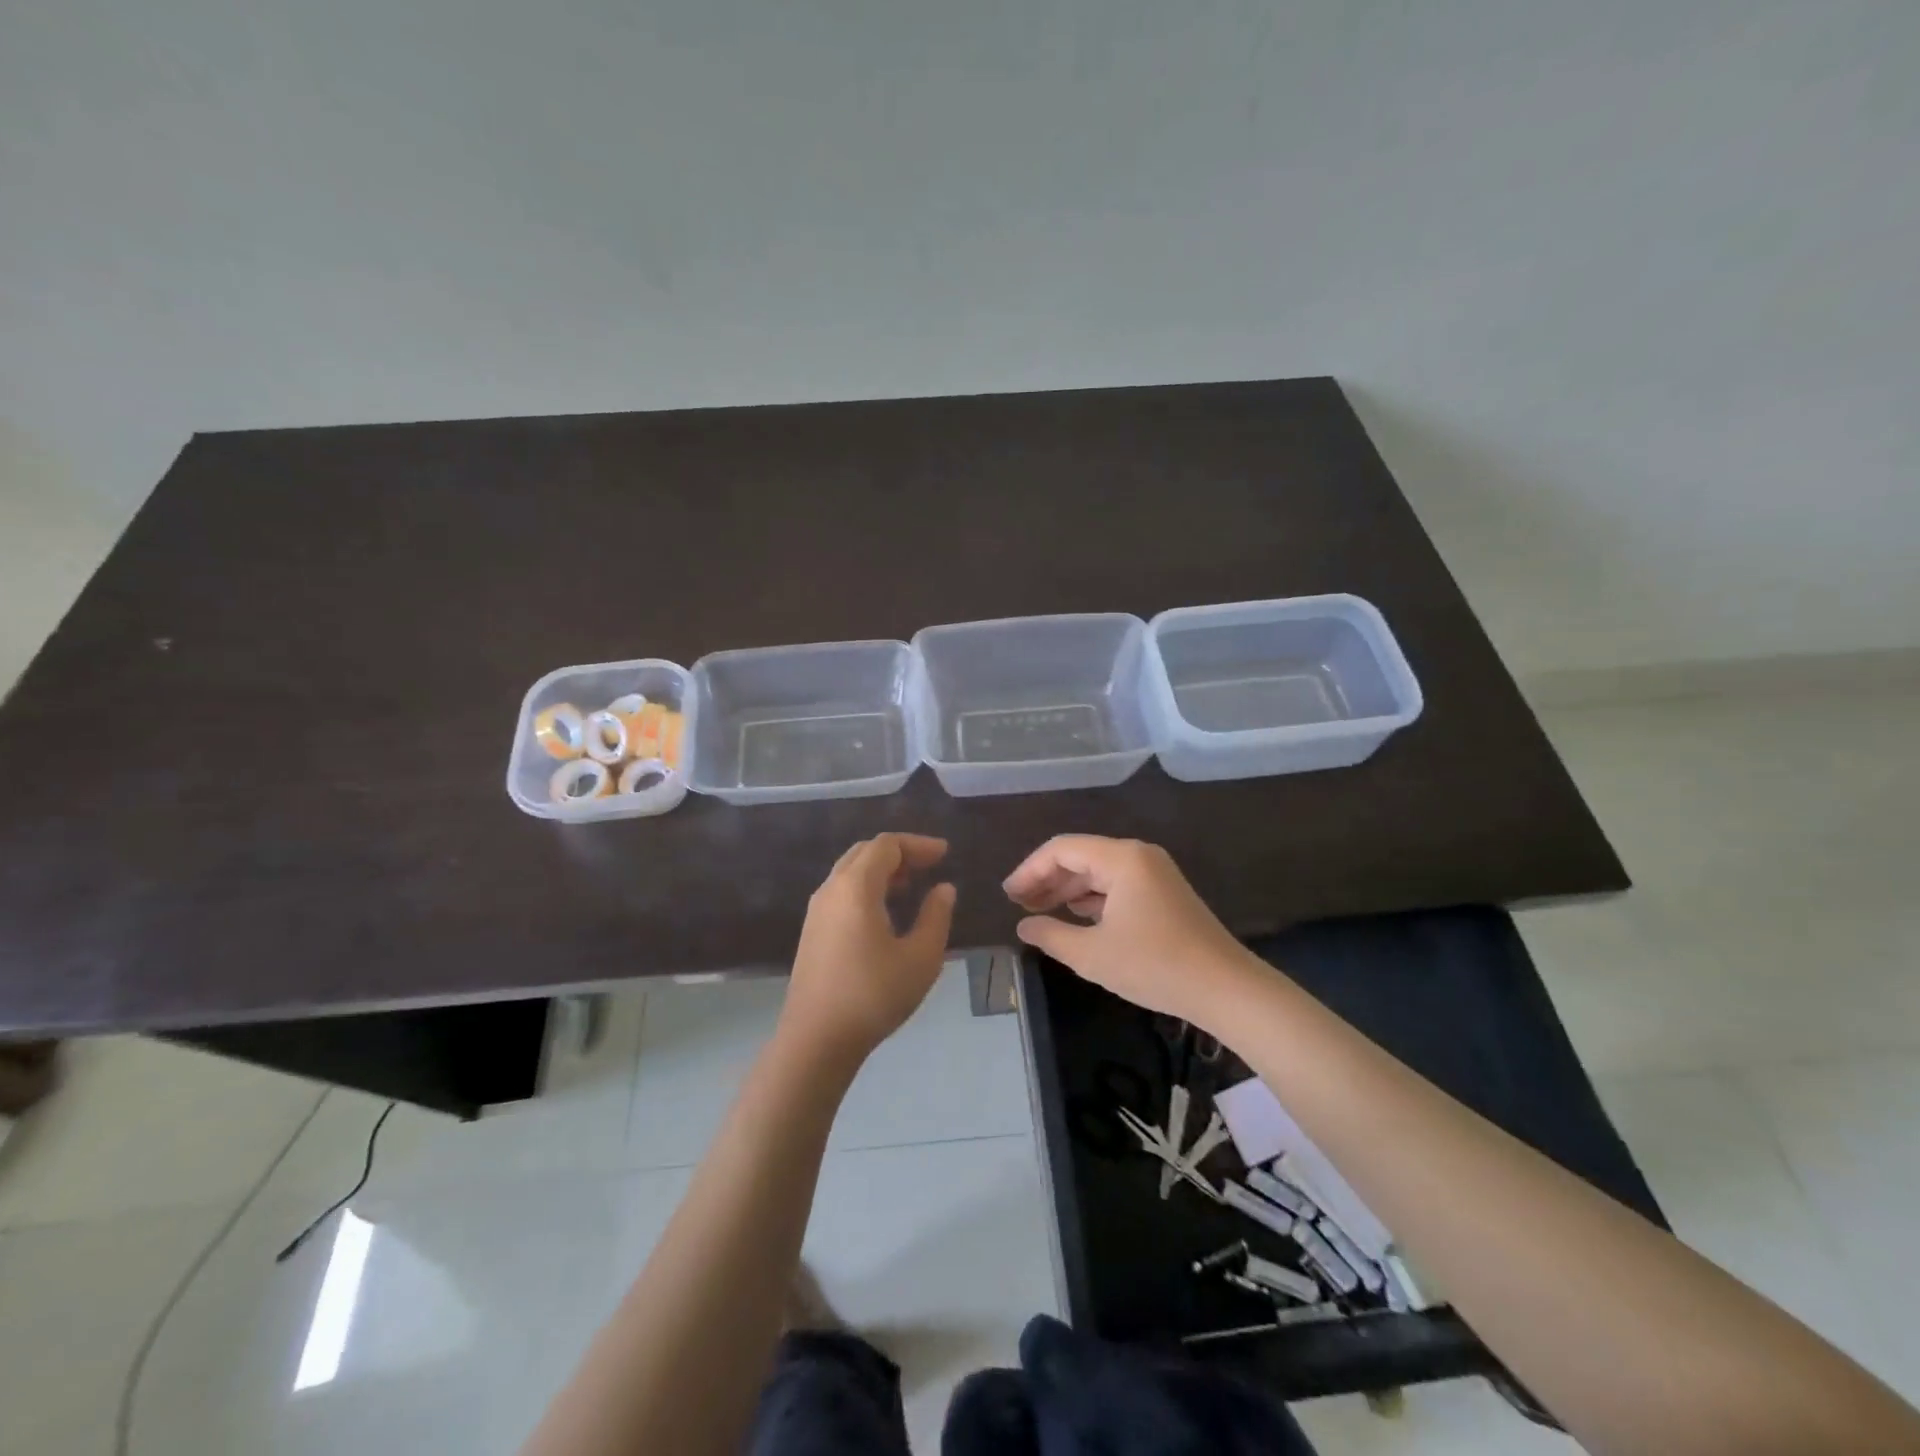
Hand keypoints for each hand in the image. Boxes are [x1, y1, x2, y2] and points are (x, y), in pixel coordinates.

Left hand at [782, 834, 957, 1064]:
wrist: (815, 1041)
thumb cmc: (873, 996)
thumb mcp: (920, 958)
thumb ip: (936, 916)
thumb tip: (944, 889)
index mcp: (856, 887)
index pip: (887, 846)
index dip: (918, 844)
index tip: (945, 854)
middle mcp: (831, 889)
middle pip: (865, 852)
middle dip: (899, 853)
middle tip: (930, 865)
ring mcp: (816, 911)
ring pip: (850, 871)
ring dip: (881, 870)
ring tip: (910, 886)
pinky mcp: (811, 931)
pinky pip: (841, 892)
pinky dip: (866, 887)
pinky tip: (884, 912)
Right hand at [1003, 836, 1253, 1026]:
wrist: (1226, 988)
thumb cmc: (1155, 966)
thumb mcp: (1092, 955)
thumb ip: (1051, 935)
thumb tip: (1024, 926)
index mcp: (1121, 859)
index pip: (1062, 849)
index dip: (1030, 870)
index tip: (1008, 896)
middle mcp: (1138, 856)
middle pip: (1080, 856)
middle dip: (1047, 879)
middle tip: (1019, 905)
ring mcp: (1154, 873)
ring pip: (1099, 871)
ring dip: (1068, 889)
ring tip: (1040, 912)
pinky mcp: (1164, 893)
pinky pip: (1117, 885)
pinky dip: (1092, 898)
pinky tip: (1076, 917)